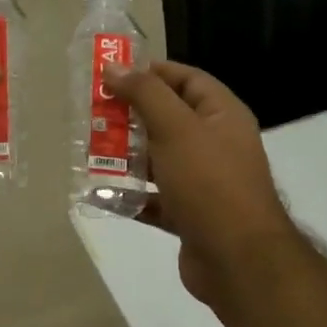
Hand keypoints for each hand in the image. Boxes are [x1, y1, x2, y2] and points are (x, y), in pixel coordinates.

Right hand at [109, 61, 297, 307]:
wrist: (237, 260)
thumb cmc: (209, 182)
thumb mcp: (176, 128)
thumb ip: (145, 94)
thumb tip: (115, 67)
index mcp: (222, 116)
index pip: (188, 79)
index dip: (152, 72)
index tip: (113, 74)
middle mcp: (216, 145)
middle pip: (169, 119)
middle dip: (131, 115)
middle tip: (94, 112)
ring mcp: (203, 182)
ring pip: (159, 160)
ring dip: (126, 155)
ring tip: (89, 150)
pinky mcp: (189, 215)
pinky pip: (154, 198)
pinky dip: (130, 195)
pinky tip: (100, 193)